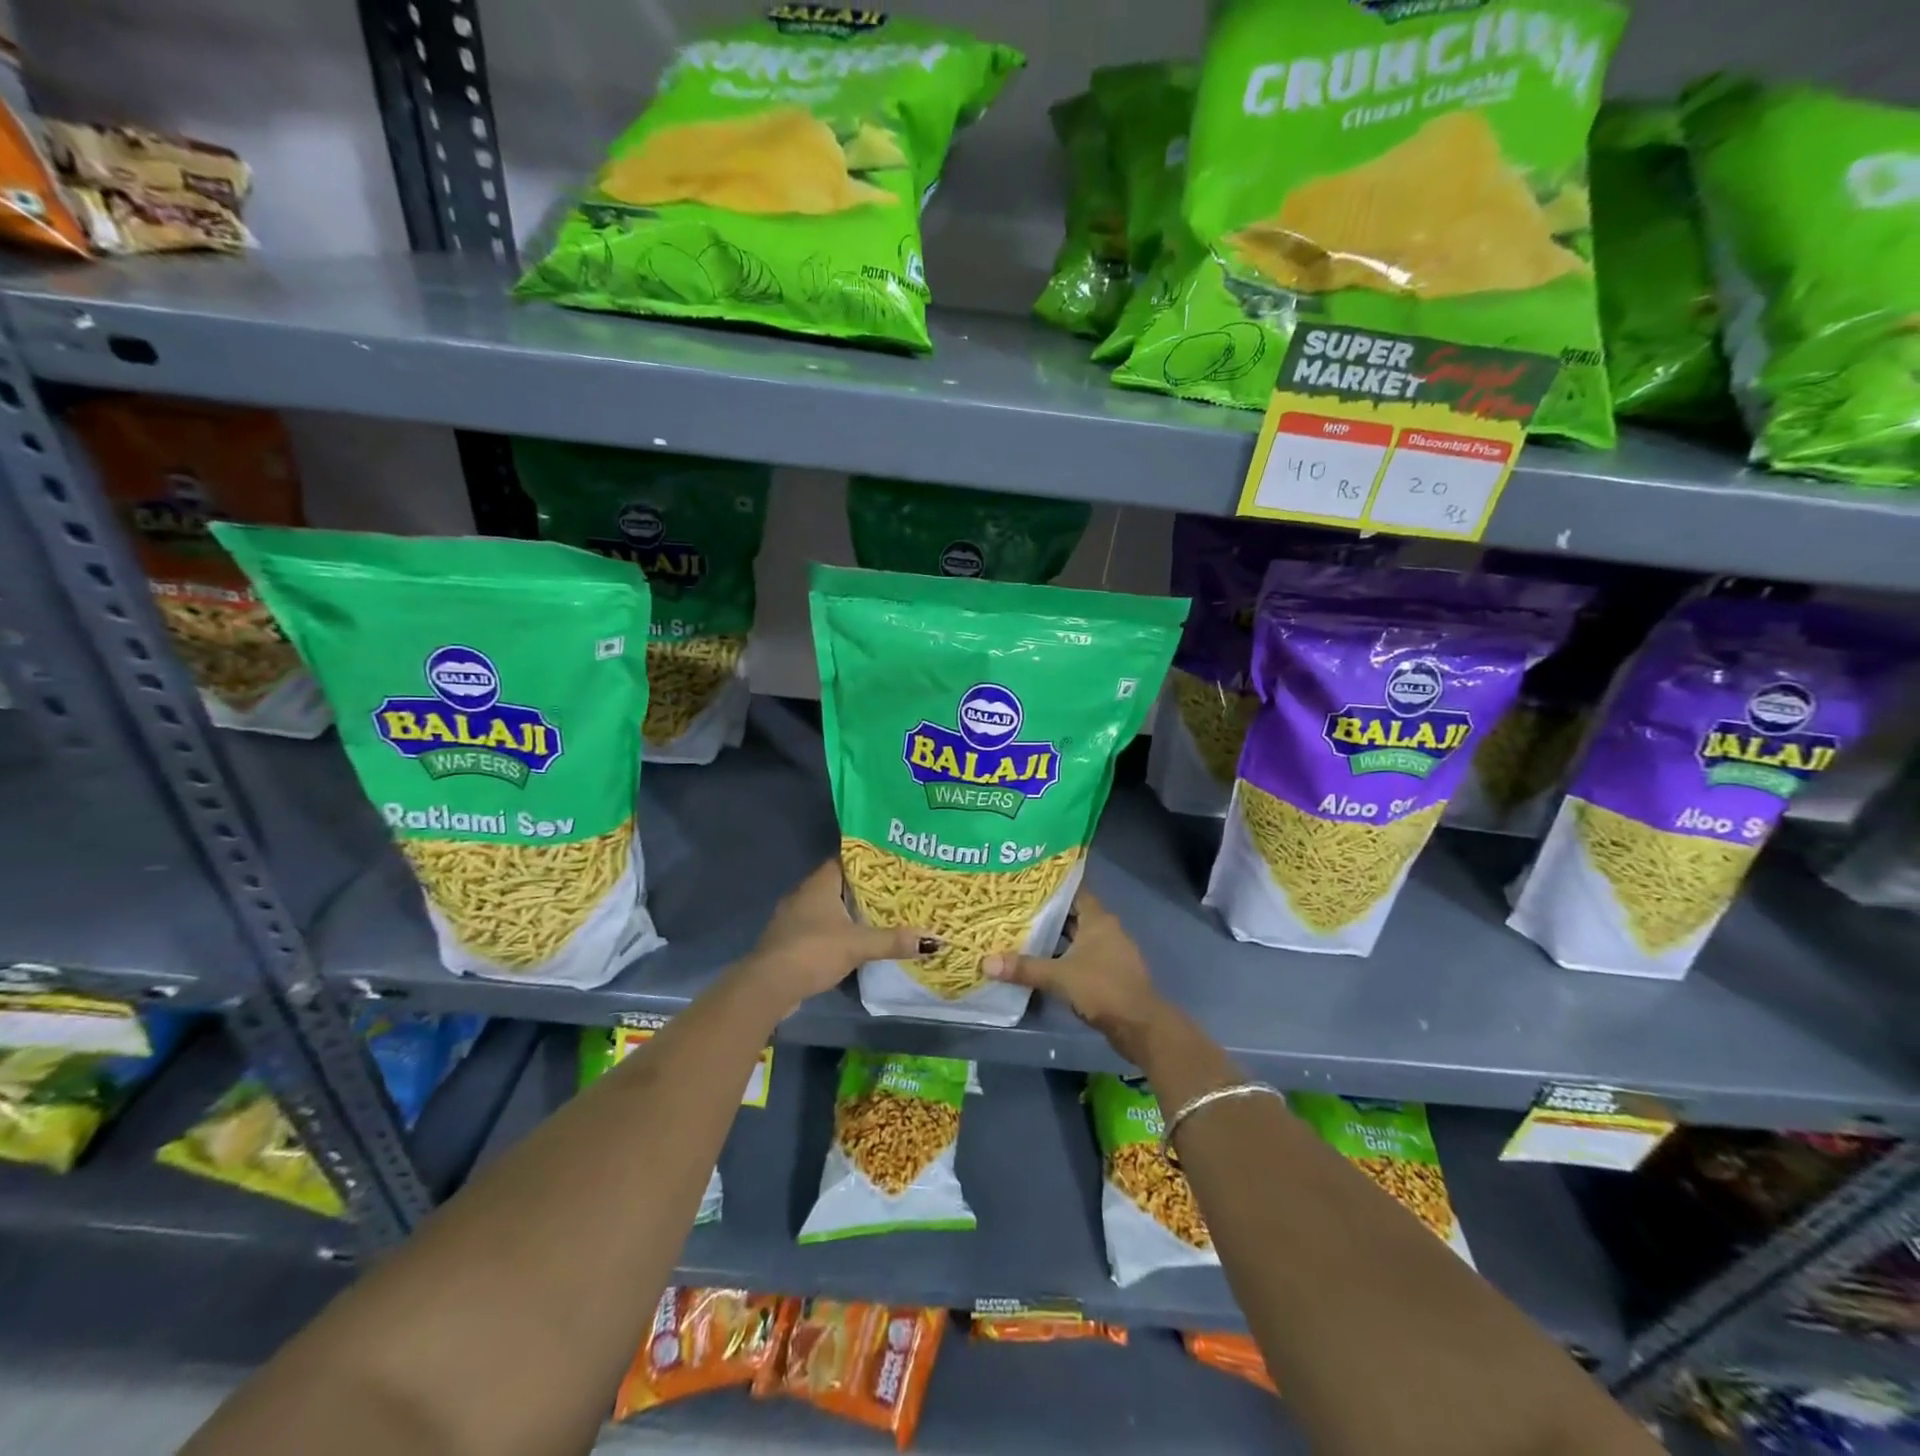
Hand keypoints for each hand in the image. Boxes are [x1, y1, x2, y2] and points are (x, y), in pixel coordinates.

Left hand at [741, 858, 936, 1013]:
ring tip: (883, 913)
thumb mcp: (857, 945)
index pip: (847, 860)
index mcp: (819, 883)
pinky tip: (858, 939)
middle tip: (898, 889)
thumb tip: (934, 940)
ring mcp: (795, 918)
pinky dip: (840, 930)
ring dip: (852, 911)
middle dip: (866, 887)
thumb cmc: (812, 951)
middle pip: (840, 883)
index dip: (870, 860)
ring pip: (830, 907)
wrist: (768, 987)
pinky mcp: (792, 941)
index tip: (895, 862)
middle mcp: (805, 894)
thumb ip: (892, 941)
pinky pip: (822, 927)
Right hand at [983, 889, 1171, 1063]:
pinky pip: (1084, 957)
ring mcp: (1112, 952)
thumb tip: (986, 962)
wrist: (1140, 1026)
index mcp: (1099, 919)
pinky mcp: (1112, 973)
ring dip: (1057, 938)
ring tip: (1025, 935)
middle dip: (1048, 914)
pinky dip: (1066, 957)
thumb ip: (1024, 968)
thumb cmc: (1102, 988)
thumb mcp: (1059, 977)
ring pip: (1079, 937)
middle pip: (1074, 914)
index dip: (1053, 887)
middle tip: (1017, 910)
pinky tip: (1045, 964)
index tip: (1028, 884)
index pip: (1074, 891)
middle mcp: (1107, 929)